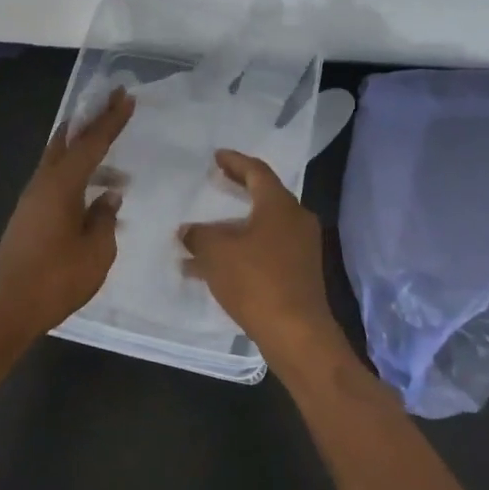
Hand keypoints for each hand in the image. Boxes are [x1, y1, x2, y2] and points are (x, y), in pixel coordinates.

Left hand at [0, 88, 133, 338]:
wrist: (3, 310)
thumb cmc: (54, 280)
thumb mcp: (96, 252)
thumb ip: (105, 219)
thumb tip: (108, 196)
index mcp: (61, 185)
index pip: (92, 143)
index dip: (111, 120)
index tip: (125, 96)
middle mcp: (43, 184)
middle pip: (67, 140)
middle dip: (90, 121)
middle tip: (111, 103)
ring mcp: (31, 200)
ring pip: (59, 161)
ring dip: (84, 152)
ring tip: (115, 161)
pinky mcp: (28, 217)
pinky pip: (56, 181)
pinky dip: (76, 174)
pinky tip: (93, 194)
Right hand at [178, 150, 345, 366]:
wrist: (296, 333)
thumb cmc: (256, 280)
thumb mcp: (216, 252)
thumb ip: (199, 235)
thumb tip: (187, 230)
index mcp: (279, 205)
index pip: (257, 171)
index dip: (235, 161)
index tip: (217, 156)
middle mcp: (295, 220)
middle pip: (263, 196)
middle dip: (237, 190)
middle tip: (216, 181)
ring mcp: (300, 248)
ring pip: (262, 227)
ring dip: (234, 227)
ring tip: (204, 230)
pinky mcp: (298, 273)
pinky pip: (265, 250)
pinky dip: (241, 250)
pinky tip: (213, 268)